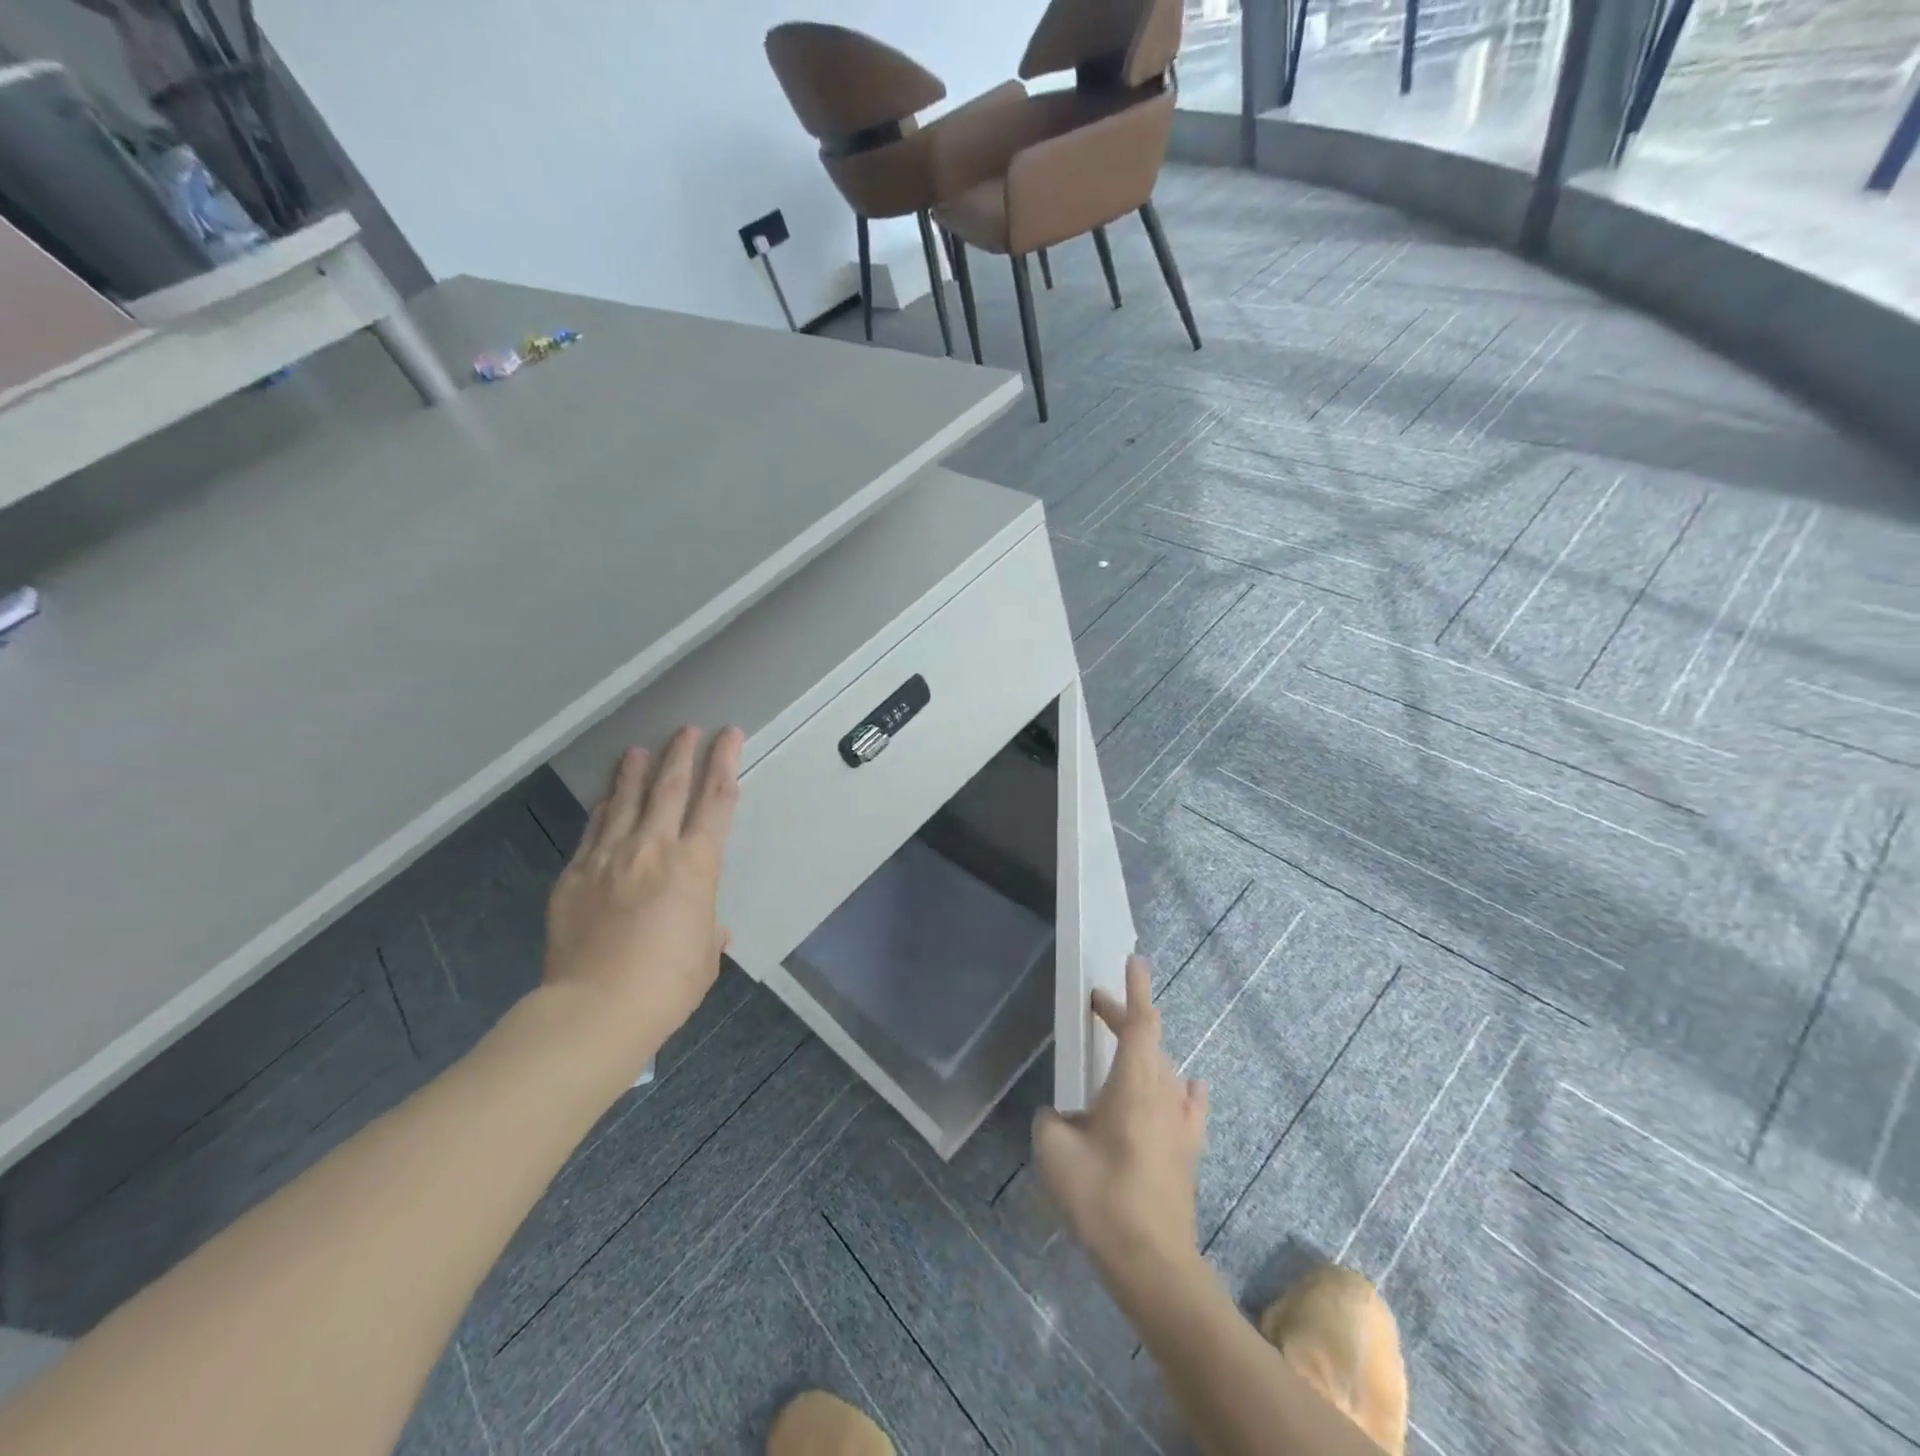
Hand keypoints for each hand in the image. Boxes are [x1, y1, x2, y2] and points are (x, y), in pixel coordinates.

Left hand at [543, 726, 743, 1064]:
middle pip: (670, 787)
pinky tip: (606, 797)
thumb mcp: (703, 957)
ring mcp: (609, 858)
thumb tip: (709, 928)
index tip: (730, 736)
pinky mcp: (574, 876)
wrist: (596, 1009)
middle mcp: (653, 848)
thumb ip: (706, 931)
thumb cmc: (667, 985)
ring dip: (637, 772)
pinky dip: (604, 809)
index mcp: (696, 865)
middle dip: (682, 753)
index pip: (717, 800)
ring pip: (626, 801)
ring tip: (640, 749)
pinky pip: (593, 831)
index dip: (726, 762)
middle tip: (687, 729)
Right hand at [1032, 955, 1207, 1272]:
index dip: (1136, 989)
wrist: (1152, 1263)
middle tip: (1096, 1006)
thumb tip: (1061, 1117)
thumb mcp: (1053, 1150)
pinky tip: (1181, 1088)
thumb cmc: (1101, 1197)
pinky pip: (1188, 1104)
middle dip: (1124, 1017)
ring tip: (1121, 1051)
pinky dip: (1178, 1086)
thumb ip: (1051, 1120)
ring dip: (1144, 1052)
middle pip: (1150, 1040)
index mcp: (1134, 1083)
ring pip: (1165, 1069)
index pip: (1140, 1021)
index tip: (1134, 959)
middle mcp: (1164, 1093)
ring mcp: (1182, 1123)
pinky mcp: (1189, 1151)